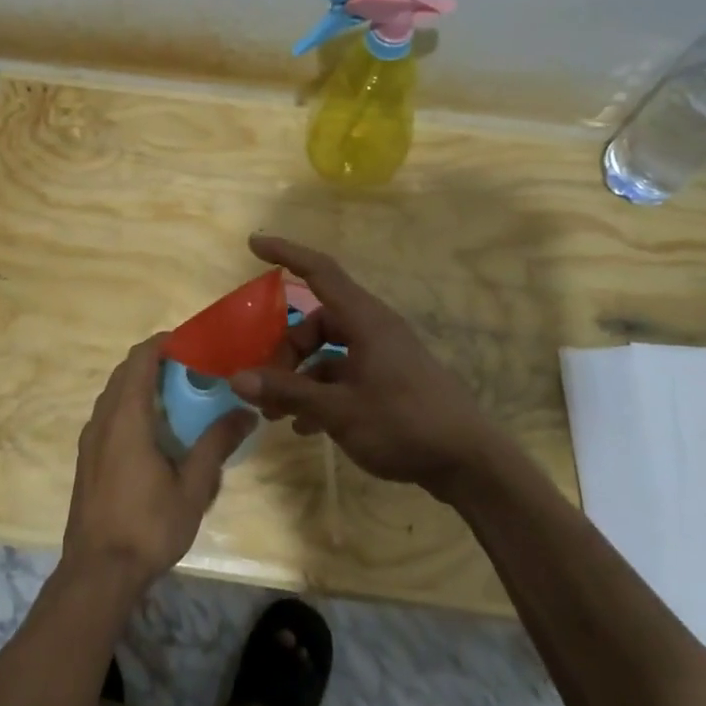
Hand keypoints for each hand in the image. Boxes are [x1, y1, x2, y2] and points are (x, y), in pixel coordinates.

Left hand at [62, 334, 255, 591]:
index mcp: (126, 417)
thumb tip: (246, 412)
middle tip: (195, 371)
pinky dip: (132, 408)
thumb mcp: (193, 486)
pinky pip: (109, 416)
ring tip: (180, 399)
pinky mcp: (87, 459)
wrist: (97, 574)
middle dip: (157, 363)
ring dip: (143, 386)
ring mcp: (90, 440)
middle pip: (126, 372)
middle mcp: (102, 420)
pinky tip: (157, 434)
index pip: (140, 358)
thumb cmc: (148, 526)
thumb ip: (216, 444)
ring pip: (115, 395)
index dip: (165, 342)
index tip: (194, 343)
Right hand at [229, 235, 510, 501]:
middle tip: (264, 386)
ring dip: (300, 377)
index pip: (320, 272)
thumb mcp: (338, 410)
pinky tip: (305, 427)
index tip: (254, 244)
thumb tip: (237, 378)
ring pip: (329, 352)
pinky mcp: (390, 381)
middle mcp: (374, 330)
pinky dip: (321, 393)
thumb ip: (288, 391)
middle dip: (286, 350)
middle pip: (317, 322)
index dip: (286, 253)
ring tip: (277, 415)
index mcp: (365, 321)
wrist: (469, 462)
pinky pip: (344, 375)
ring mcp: (384, 356)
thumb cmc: (403, 424)